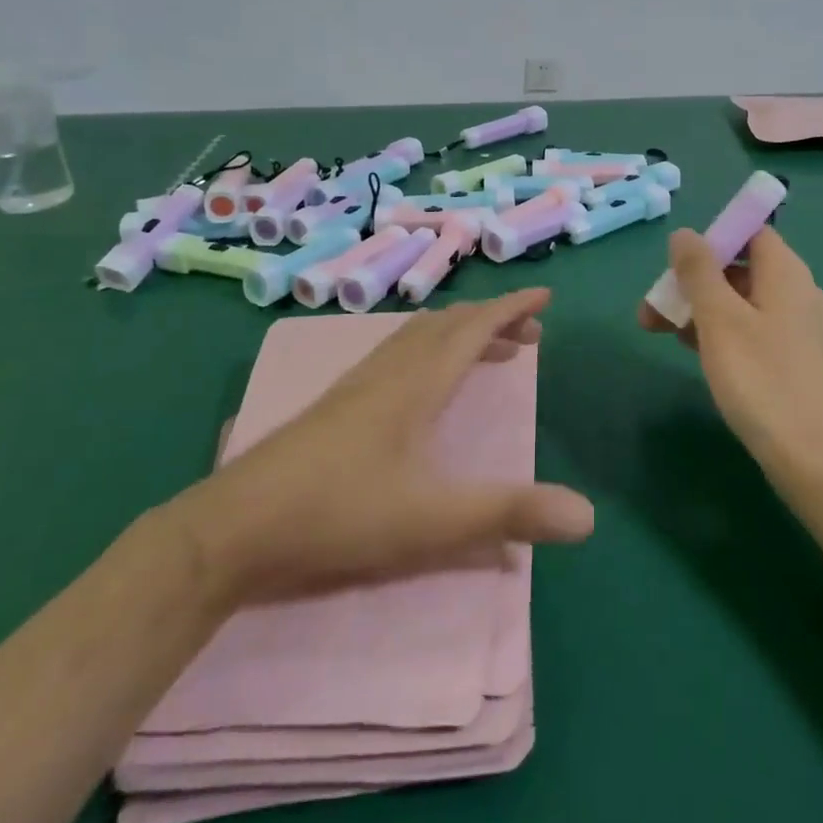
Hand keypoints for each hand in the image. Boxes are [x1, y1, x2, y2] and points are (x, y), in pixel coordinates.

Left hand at [164, 289, 593, 609]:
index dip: (511, 309)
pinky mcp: (335, 406)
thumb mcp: (432, 520)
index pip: (474, 329)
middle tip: (529, 334)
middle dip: (493, 321)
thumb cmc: (339, 514)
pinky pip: (396, 354)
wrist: (234, 527)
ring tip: (487, 351)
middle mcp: (388, 371)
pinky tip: (421, 381)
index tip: (544, 296)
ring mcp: (356, 386)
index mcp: (416, 383)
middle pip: (448, 326)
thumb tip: (588, 517)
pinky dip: (428, 349)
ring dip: (459, 333)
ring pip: (417, 337)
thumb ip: (509, 514)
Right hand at [639, 228, 822, 476]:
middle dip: (693, 281)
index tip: (677, 263)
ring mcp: (797, 329)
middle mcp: (797, 293)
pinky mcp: (792, 359)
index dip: (712, 238)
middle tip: (654, 306)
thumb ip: (699, 270)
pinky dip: (719, 332)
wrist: (811, 457)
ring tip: (657, 331)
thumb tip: (685, 234)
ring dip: (699, 309)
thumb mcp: (719, 318)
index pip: (750, 232)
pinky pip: (751, 329)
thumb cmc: (760, 379)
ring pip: (741, 302)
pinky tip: (691, 351)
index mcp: (787, 273)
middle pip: (739, 268)